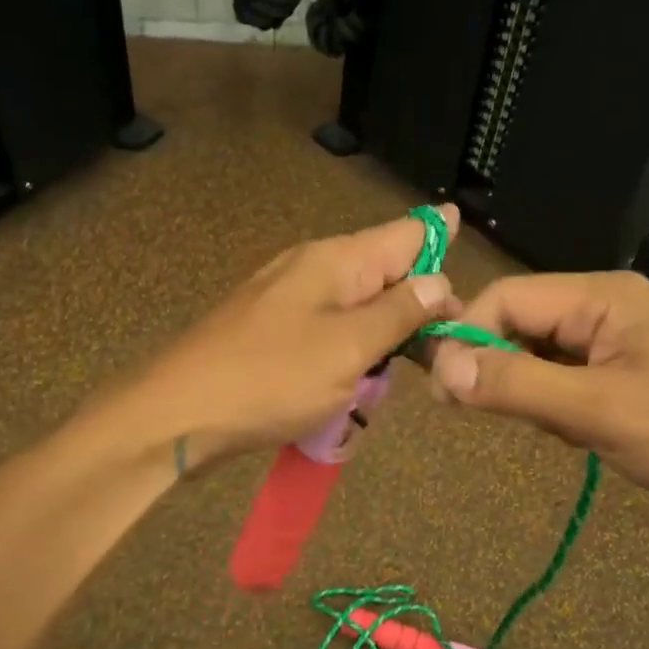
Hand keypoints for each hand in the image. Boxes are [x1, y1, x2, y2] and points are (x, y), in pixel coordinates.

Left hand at [129, 206, 460, 465]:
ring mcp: (287, 301)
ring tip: (403, 367)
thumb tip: (439, 281)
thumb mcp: (348, 347)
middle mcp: (312, 268)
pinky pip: (327, 332)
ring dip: (382, 334)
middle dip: (417, 302)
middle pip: (383, 271)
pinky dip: (350, 352)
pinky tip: (354, 380)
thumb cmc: (271, 378)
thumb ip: (398, 312)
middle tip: (444, 343)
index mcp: (336, 260)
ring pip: (356, 306)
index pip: (406, 233)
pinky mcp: (271, 334)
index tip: (470, 273)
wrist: (178, 415)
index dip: (442, 244)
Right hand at [425, 271, 648, 528]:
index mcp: (602, 297)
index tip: (443, 391)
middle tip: (496, 418)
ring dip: (533, 394)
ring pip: (542, 356)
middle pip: (522, 323)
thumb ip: (515, 384)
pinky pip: (568, 381)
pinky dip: (558, 408)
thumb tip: (441, 367)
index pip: (507, 296)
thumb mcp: (597, 410)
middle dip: (502, 369)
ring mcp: (621, 343)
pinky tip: (581, 437)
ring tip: (562, 431)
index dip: (467, 336)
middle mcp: (608, 308)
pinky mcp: (629, 376)